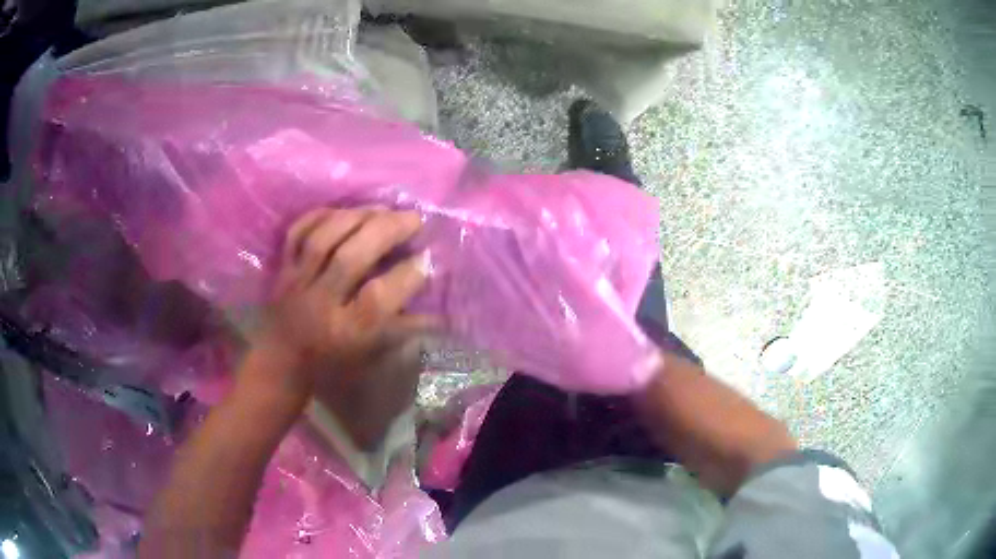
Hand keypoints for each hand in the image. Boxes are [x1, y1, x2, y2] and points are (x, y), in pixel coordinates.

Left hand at [244, 207, 431, 402]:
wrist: (281, 362)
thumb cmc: (333, 362)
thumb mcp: (371, 354)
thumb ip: (403, 330)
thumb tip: (441, 311)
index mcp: (346, 331)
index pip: (378, 298)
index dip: (407, 275)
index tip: (427, 257)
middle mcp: (321, 303)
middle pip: (350, 259)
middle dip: (386, 231)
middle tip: (413, 218)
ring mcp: (297, 282)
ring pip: (324, 239)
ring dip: (357, 217)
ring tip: (383, 208)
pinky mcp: (283, 268)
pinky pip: (297, 232)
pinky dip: (321, 215)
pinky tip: (345, 211)